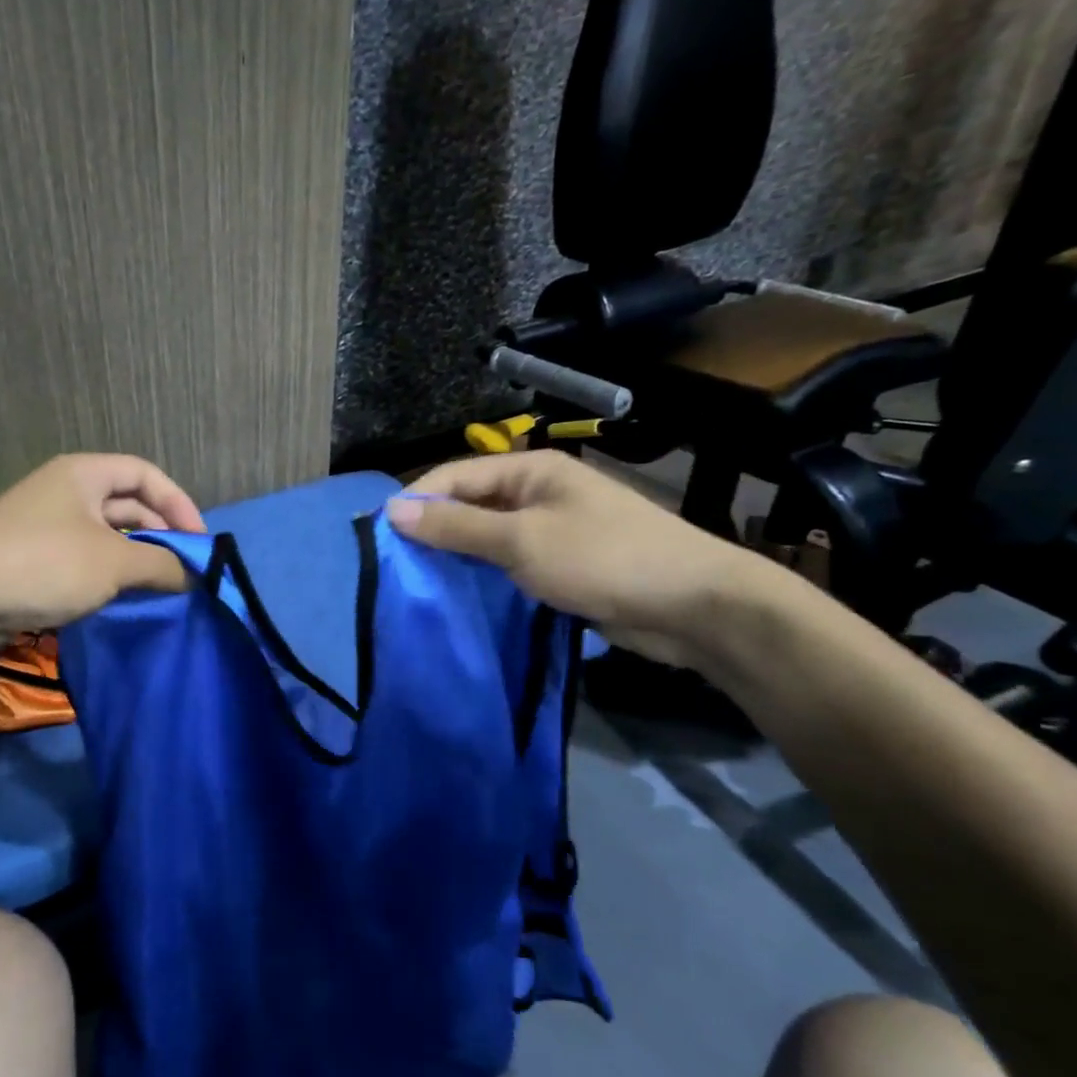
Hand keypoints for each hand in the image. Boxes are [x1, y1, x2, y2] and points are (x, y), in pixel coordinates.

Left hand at [0, 454, 204, 633]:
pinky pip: (86, 561)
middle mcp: (68, 492)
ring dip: (137, 560)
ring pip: (109, 537)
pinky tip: (126, 600)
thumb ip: (162, 564)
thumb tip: (194, 575)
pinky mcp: (36, 560)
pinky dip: (110, 577)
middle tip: (186, 571)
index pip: (147, 475)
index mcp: (85, 474)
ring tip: (162, 589)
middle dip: (160, 535)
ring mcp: (50, 527)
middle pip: (129, 505)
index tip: (200, 543)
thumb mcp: (113, 562)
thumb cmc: (42, 564)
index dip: (179, 504)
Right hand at [386, 450, 771, 668]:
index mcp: (531, 469)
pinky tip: (459, 596)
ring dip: (457, 556)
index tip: (382, 538)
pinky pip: (509, 563)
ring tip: (417, 584)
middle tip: (396, 567)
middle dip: (434, 531)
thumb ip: (457, 526)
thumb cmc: (604, 559)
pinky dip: (484, 576)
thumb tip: (393, 509)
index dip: (417, 501)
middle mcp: (538, 492)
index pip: (456, 476)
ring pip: (487, 537)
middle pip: (470, 504)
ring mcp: (552, 529)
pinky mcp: (562, 564)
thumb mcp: (521, 541)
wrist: (694, 606)